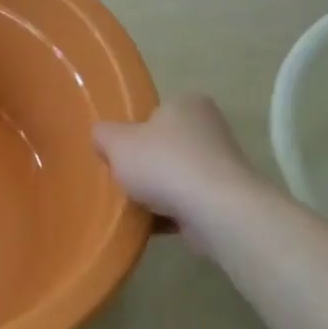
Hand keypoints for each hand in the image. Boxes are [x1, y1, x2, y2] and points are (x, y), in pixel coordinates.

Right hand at [93, 95, 258, 228]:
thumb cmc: (163, 163)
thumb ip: (103, 134)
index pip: (154, 113)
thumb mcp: (116, 142)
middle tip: (121, 179)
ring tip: (131, 206)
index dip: (132, 132)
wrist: (215, 210)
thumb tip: (102, 136)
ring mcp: (221, 164)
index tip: (118, 153)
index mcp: (186, 103)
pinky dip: (169, 212)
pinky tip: (148, 224)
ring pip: (176, 176)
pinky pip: (187, 202)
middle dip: (145, 164)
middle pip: (164, 146)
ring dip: (156, 192)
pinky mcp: (225, 197)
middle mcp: (209, 127)